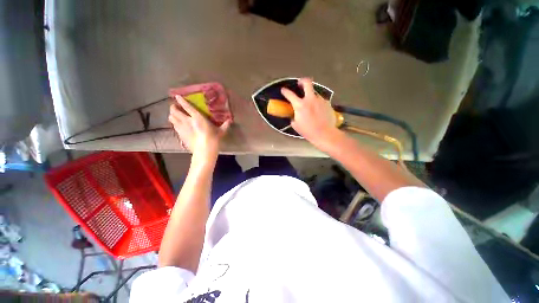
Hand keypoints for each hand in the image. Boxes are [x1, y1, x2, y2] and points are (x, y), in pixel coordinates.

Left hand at [169, 95, 230, 160]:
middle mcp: (187, 121)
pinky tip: (178, 125)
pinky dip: (174, 124)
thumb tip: (229, 121)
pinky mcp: (180, 135)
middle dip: (173, 107)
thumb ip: (224, 125)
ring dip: (172, 115)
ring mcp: (182, 128)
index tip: (177, 96)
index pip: (187, 106)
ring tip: (175, 115)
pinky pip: (174, 127)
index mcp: (197, 117)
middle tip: (176, 107)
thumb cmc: (213, 139)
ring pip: (171, 118)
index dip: (181, 100)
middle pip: (174, 111)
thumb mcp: (221, 132)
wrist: (204, 150)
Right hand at [281, 78, 338, 147]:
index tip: (283, 90)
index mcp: (300, 105)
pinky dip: (318, 103)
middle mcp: (310, 99)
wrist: (324, 133)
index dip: (285, 91)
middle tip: (300, 84)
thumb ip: (293, 117)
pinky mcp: (327, 103)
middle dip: (302, 81)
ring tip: (311, 103)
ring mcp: (320, 100)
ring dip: (311, 96)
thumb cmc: (308, 131)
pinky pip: (321, 100)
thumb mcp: (296, 125)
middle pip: (307, 82)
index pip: (290, 94)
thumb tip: (294, 115)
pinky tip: (318, 109)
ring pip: (314, 93)